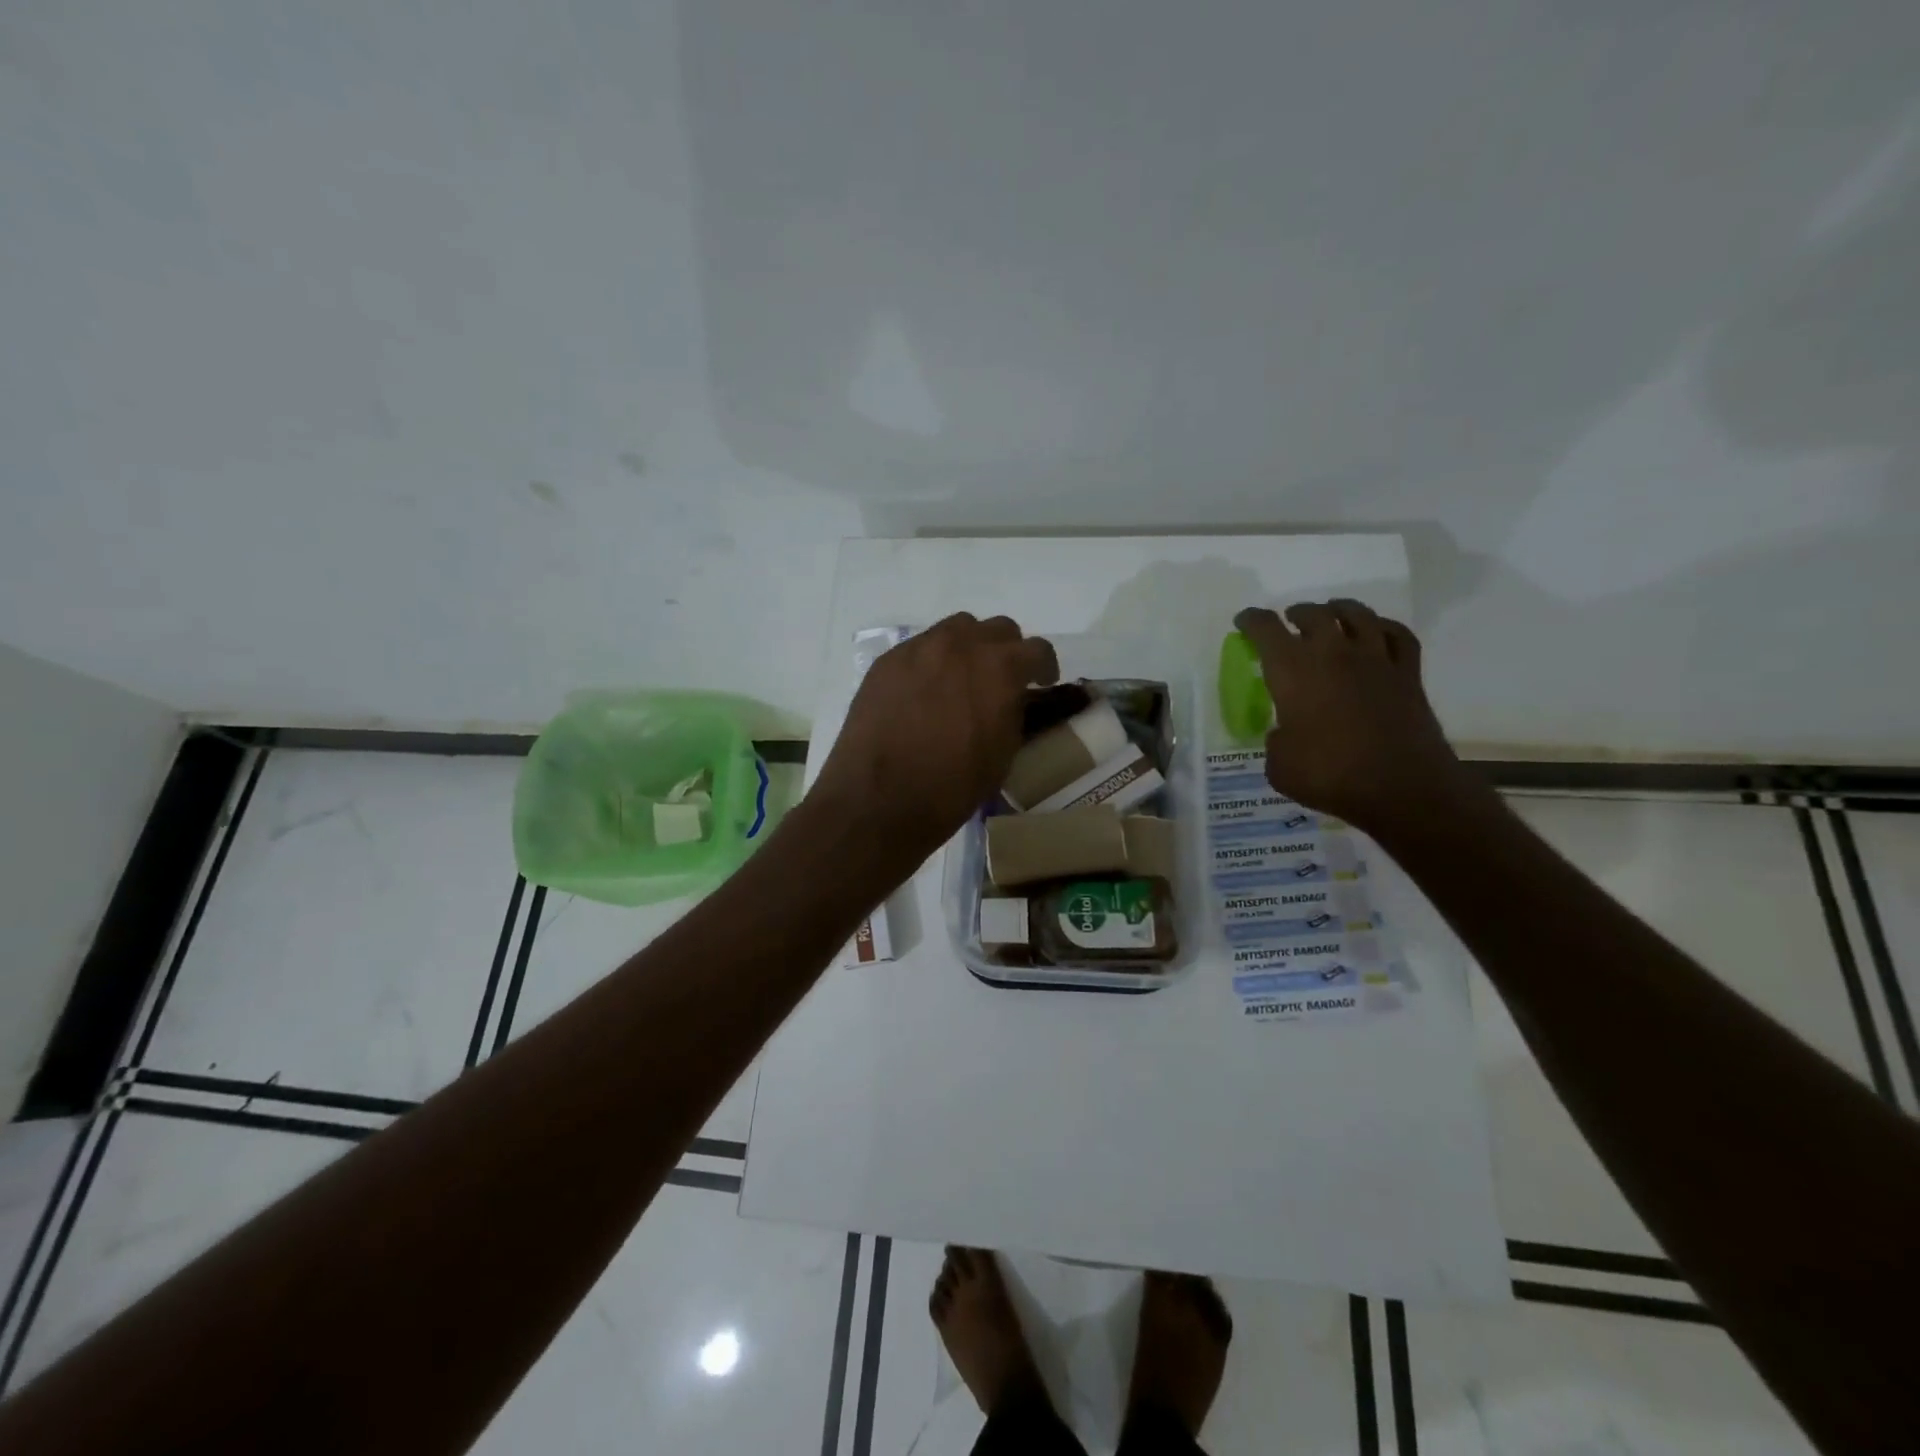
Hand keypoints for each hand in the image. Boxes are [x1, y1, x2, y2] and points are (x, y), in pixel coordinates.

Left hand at [810, 613, 1058, 864]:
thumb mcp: (1002, 754)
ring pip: (956, 629)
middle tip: (1001, 680)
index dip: (1044, 666)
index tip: (1041, 682)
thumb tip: (1010, 698)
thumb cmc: (951, 787)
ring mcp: (920, 648)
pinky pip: (920, 647)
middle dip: (1007, 651)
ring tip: (961, 678)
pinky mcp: (887, 661)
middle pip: (997, 629)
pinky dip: (932, 661)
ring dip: (968, 647)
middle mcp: (961, 646)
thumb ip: (1013, 712)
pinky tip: (923, 691)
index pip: (1037, 649)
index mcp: (1000, 668)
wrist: (879, 800)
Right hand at [1233, 601, 1480, 835]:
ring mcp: (1375, 660)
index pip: (1266, 630)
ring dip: (1339, 610)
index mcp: (1293, 671)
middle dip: (1296, 614)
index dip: (1251, 621)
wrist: (1401, 788)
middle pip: (1314, 615)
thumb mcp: (1279, 765)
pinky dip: (1383, 627)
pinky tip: (1376, 633)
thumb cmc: (1330, 776)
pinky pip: (1398, 635)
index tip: (1244, 621)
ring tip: (1331, 614)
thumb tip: (1286, 733)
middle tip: (1289, 621)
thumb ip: (1277, 740)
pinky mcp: (1408, 674)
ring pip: (1358, 615)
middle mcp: (1333, 654)